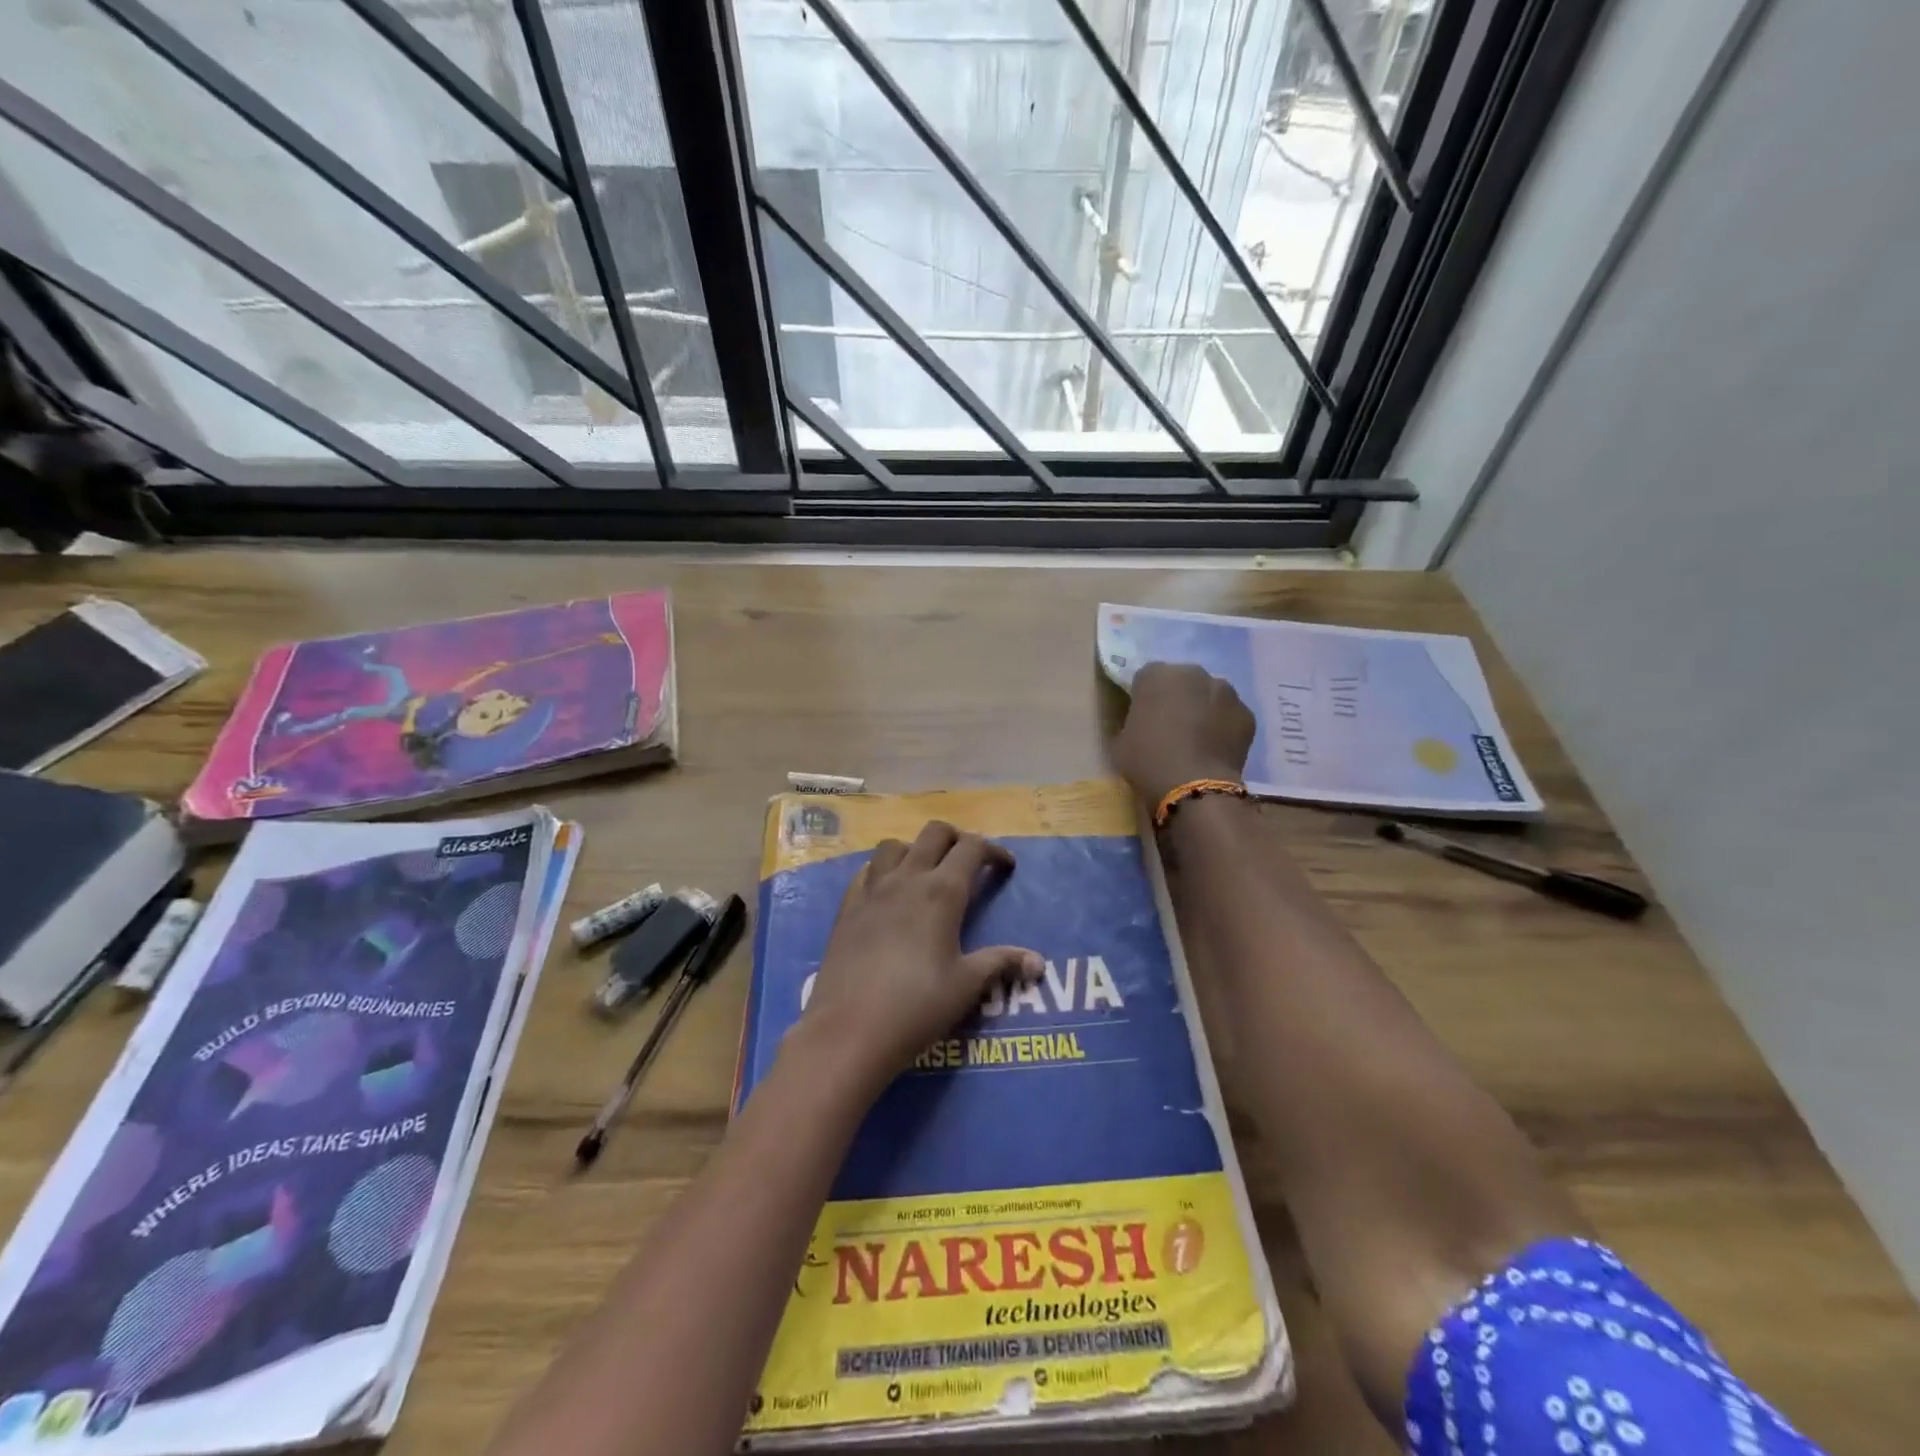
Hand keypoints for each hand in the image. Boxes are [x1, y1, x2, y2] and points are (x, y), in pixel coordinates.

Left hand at [797, 821, 1041, 1094]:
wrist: (848, 1030)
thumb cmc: (916, 1007)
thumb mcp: (966, 986)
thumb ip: (1001, 963)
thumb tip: (1038, 962)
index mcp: (942, 892)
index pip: (972, 848)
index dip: (993, 850)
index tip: (1005, 867)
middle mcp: (907, 879)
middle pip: (934, 833)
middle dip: (957, 839)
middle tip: (968, 864)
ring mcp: (871, 890)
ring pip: (894, 845)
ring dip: (915, 849)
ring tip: (925, 874)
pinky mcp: (847, 907)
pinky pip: (866, 871)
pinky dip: (882, 870)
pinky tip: (887, 894)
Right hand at [1112, 662, 1256, 805]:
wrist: (1195, 787)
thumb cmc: (1148, 761)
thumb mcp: (1120, 742)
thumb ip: (1131, 723)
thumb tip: (1141, 724)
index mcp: (1156, 675)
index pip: (1146, 677)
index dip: (1144, 697)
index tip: (1142, 717)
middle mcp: (1193, 673)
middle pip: (1182, 681)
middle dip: (1177, 697)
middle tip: (1170, 726)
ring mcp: (1225, 691)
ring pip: (1210, 695)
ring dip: (1203, 708)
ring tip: (1196, 739)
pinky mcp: (1246, 713)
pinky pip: (1229, 715)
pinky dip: (1223, 726)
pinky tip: (1215, 749)